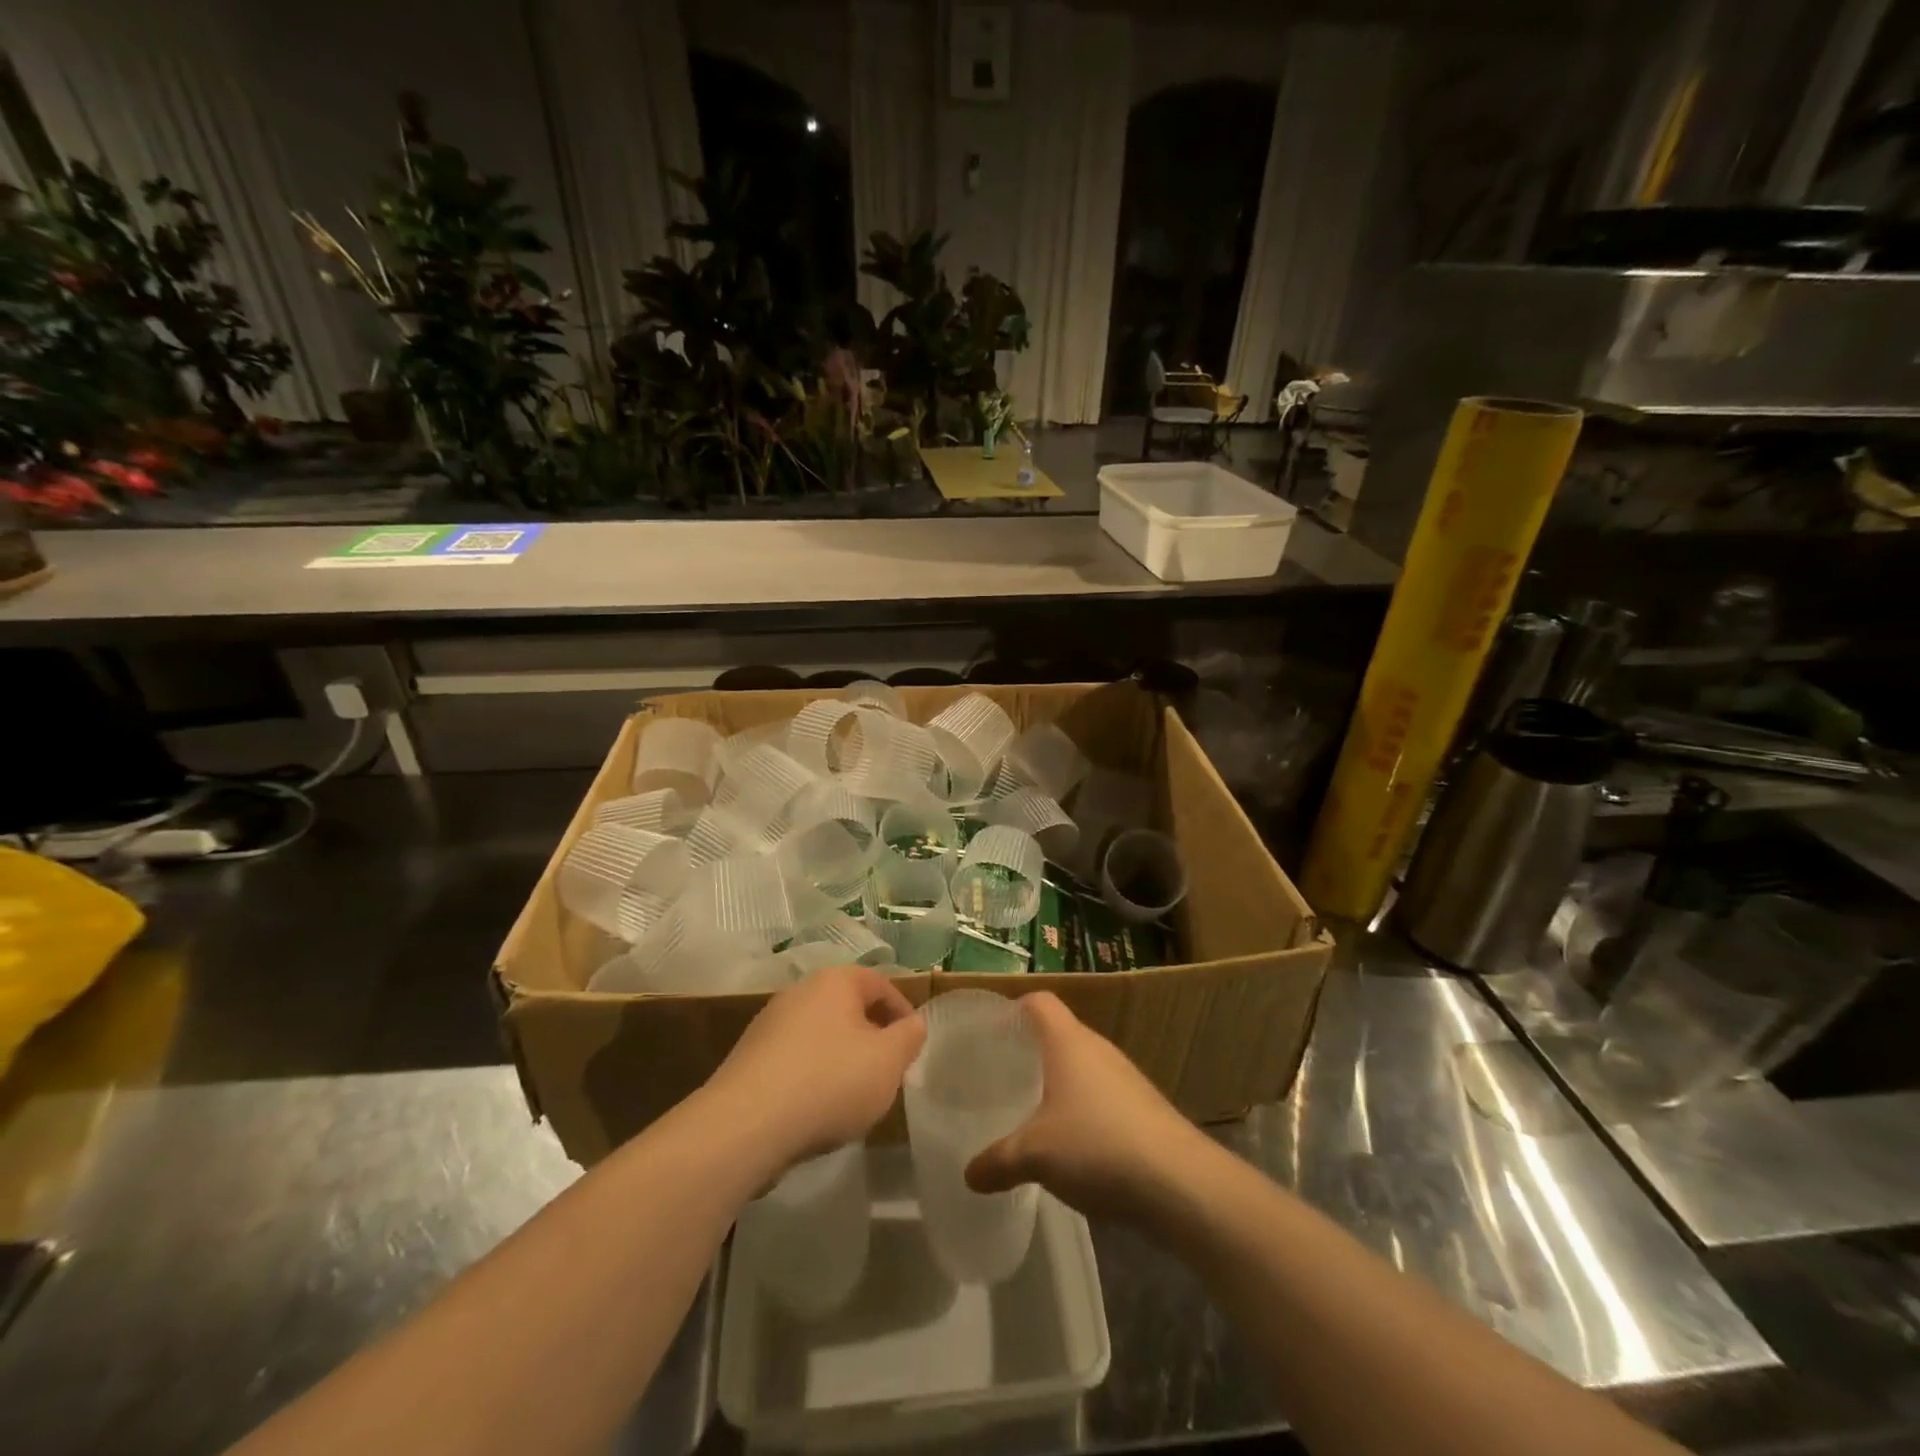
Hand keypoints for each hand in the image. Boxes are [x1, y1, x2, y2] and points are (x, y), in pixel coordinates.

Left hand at [702, 964, 924, 1170]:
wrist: (745, 1125)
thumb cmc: (829, 1082)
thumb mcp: (888, 1061)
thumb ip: (909, 1037)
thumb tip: (913, 1023)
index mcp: (834, 981)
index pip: (880, 984)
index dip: (902, 1012)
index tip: (913, 1045)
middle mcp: (799, 992)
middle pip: (848, 1009)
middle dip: (871, 1038)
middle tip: (887, 1072)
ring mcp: (769, 1025)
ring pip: (821, 1036)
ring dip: (842, 1060)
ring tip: (854, 1097)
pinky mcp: (749, 1059)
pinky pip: (794, 1061)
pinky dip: (812, 1078)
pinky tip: (816, 1111)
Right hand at [965, 992, 1205, 1225]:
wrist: (1181, 1184)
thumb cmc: (1098, 1146)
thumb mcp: (1034, 1155)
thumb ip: (997, 1161)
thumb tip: (968, 1174)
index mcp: (1069, 1042)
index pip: (1039, 1002)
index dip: (1013, 1010)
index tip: (990, 1033)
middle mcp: (1098, 1049)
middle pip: (1059, 1034)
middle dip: (1030, 1052)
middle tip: (1001, 1077)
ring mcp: (1125, 1079)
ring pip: (1082, 1068)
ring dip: (1057, 1084)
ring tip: (1030, 1112)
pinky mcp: (1143, 1109)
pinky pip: (1102, 1097)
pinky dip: (1082, 1111)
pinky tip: (1071, 1146)